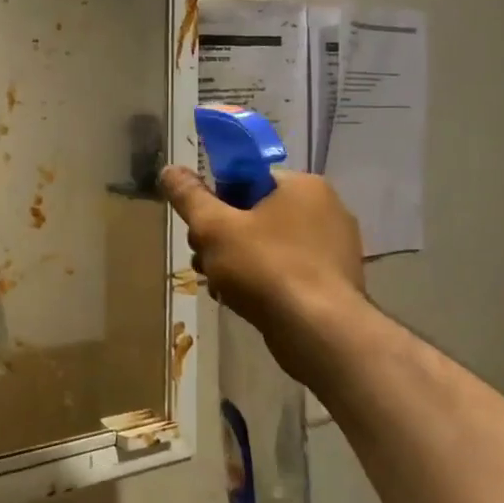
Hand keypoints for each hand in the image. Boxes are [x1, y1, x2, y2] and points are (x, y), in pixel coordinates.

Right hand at [159, 165, 366, 380]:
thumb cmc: (266, 268)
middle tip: (204, 259)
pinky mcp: (334, 282)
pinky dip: (261, 282)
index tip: (201, 226)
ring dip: (235, 262)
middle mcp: (326, 210)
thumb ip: (189, 196)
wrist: (320, 333)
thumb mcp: (214, 227)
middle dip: (221, 238)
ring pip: (267, 245)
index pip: (248, 178)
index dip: (217, 200)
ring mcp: (334, 249)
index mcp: (304, 186)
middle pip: (254, 213)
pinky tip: (241, 301)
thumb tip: (170, 169)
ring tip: (218, 285)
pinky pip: (286, 271)